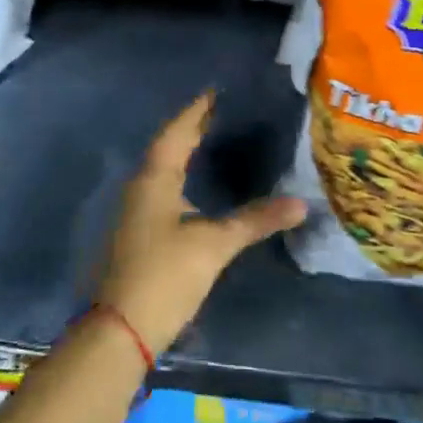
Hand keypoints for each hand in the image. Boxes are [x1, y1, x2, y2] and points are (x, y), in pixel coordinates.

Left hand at [96, 93, 306, 356]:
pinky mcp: (138, 233)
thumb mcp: (214, 245)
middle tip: (220, 111)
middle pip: (167, 148)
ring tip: (211, 141)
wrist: (121, 330)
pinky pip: (161, 190)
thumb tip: (301, 203)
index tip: (215, 92)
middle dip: (191, 129)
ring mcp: (136, 212)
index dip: (196, 111)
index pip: (176, 132)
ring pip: (163, 170)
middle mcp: (140, 188)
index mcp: (154, 179)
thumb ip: (255, 220)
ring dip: (184, 153)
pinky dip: (181, 178)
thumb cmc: (165, 276)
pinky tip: (195, 188)